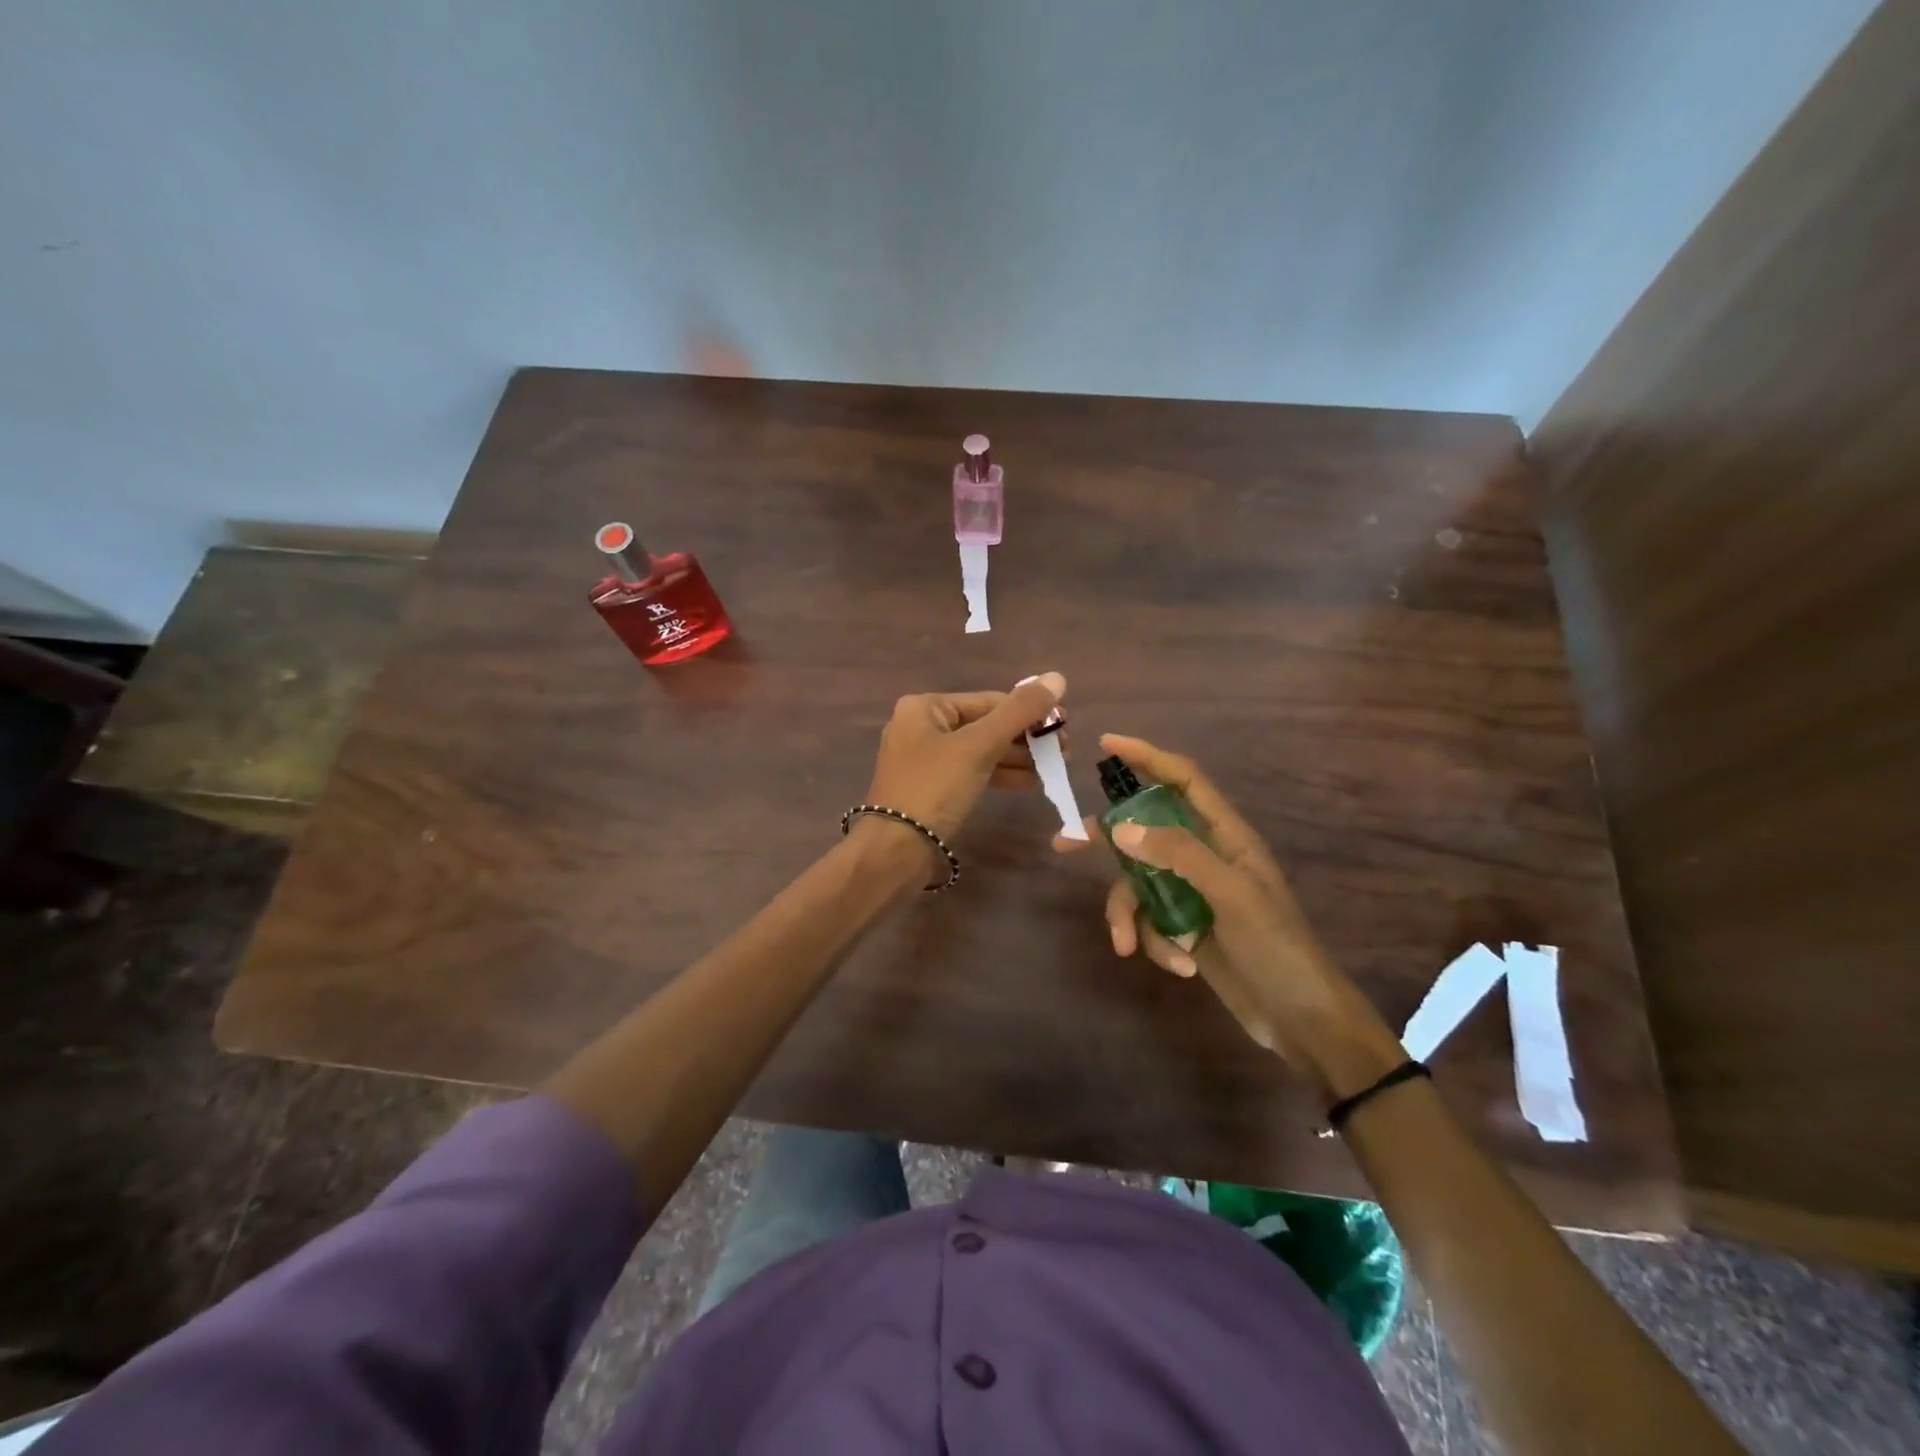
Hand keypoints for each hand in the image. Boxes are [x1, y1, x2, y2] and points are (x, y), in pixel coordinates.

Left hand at [864, 673, 1066, 850]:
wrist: (895, 851)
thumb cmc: (934, 789)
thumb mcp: (979, 746)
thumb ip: (1019, 712)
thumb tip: (1057, 677)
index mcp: (925, 707)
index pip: (989, 701)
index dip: (1030, 712)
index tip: (1065, 727)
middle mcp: (922, 726)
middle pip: (986, 724)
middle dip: (1026, 738)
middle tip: (1064, 752)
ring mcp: (925, 759)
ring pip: (981, 750)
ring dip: (1018, 758)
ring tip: (1055, 768)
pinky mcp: (932, 787)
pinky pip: (972, 771)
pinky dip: (1000, 774)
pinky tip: (1031, 782)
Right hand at [1056, 734, 1401, 1098]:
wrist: (1301, 1020)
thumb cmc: (1277, 947)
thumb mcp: (1231, 894)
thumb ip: (1178, 854)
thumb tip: (1120, 828)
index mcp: (1226, 835)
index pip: (1183, 779)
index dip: (1147, 756)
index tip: (1108, 744)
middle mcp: (1205, 857)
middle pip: (1144, 831)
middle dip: (1107, 841)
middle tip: (1064, 843)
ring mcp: (1192, 894)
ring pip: (1138, 884)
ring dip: (1130, 915)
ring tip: (1128, 944)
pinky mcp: (1184, 928)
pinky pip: (1149, 921)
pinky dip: (1154, 942)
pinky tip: (1180, 966)